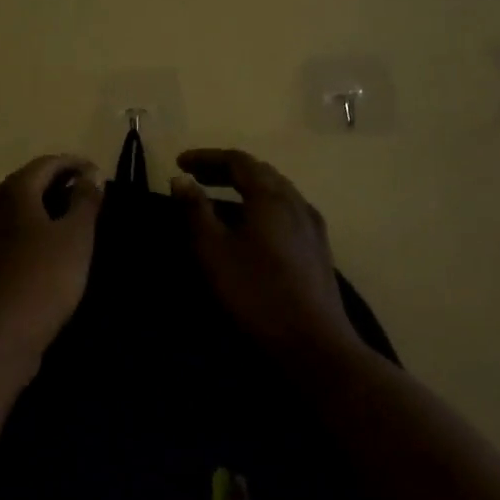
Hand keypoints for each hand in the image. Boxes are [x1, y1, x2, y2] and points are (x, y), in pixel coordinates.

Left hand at [0, 154, 103, 361]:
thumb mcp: (76, 237)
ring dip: (44, 206)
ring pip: (17, 207)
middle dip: (59, 182)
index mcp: (15, 190)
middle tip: (88, 195)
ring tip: (72, 219)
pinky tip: (47, 246)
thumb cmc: (44, 278)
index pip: (48, 163)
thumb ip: (85, 200)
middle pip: (28, 181)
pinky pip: (9, 230)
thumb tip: (91, 174)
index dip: (75, 164)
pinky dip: (31, 227)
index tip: (99, 174)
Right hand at [172, 149, 356, 359]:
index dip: (206, 157)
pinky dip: (262, 204)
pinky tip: (255, 225)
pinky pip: (287, 209)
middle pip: (260, 171)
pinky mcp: (318, 247)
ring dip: (246, 186)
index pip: (237, 160)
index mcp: (271, 196)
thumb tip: (181, 179)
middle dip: (226, 169)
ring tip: (221, 197)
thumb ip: (195, 210)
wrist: (313, 342)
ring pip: (277, 190)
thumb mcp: (214, 251)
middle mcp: (296, 201)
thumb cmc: (256, 293)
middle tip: (197, 177)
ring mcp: (312, 224)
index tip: (180, 162)